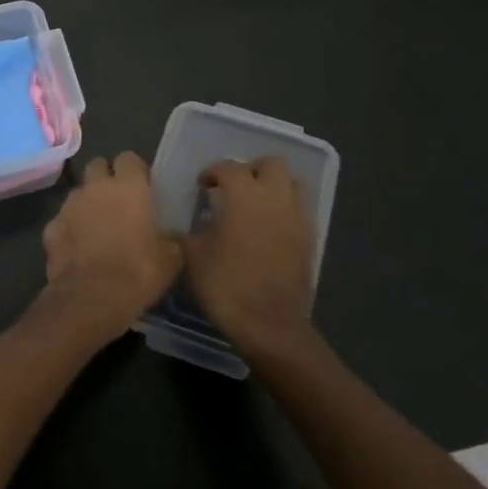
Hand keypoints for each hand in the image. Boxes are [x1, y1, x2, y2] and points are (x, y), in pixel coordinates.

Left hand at [43, 153, 182, 332]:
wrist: (91, 298)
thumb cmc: (138, 272)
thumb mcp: (171, 258)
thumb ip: (169, 238)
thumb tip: (168, 237)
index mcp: (128, 186)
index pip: (129, 158)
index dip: (136, 171)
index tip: (143, 187)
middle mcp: (95, 187)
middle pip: (98, 166)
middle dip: (106, 178)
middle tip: (119, 202)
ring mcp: (68, 206)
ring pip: (78, 193)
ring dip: (88, 203)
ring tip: (98, 227)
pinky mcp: (50, 228)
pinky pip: (62, 221)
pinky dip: (70, 230)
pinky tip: (79, 250)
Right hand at [182, 157, 318, 355]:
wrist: (269, 324)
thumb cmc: (226, 285)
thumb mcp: (192, 257)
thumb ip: (185, 233)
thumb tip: (177, 227)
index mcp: (244, 195)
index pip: (229, 167)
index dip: (213, 172)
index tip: (203, 186)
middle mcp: (275, 198)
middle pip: (271, 164)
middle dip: (251, 170)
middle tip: (234, 187)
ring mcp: (297, 217)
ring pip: (292, 183)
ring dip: (273, 186)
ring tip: (254, 204)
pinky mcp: (310, 238)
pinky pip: (299, 209)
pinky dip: (284, 209)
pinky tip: (268, 229)